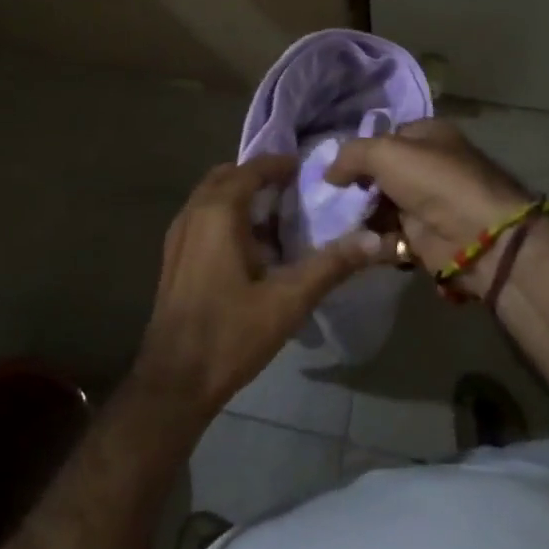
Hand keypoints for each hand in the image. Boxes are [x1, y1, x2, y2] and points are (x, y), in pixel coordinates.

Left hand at [132, 156, 389, 418]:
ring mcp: (178, 235)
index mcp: (218, 213)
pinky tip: (250, 246)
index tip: (308, 170)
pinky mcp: (173, 257)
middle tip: (293, 190)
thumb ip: (332, 265)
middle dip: (258, 176)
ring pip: (211, 197)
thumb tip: (375, 240)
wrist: (174, 382)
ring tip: (277, 214)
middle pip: (228, 177)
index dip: (280, 165)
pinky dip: (225, 215)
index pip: (251, 170)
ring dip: (240, 195)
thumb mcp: (288, 300)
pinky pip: (202, 217)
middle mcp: (193, 213)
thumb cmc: (231, 334)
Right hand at [324, 120, 534, 294]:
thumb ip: (351, 155)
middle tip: (327, 200)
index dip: (359, 150)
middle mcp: (427, 166)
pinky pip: (388, 236)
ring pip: (380, 207)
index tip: (333, 168)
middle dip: (355, 188)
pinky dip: (372, 242)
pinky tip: (355, 245)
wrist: (477, 236)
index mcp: (427, 135)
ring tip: (334, 224)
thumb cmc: (433, 181)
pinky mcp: (423, 238)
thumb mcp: (385, 152)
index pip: (384, 136)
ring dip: (359, 217)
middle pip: (379, 174)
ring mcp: (425, 204)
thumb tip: (329, 173)